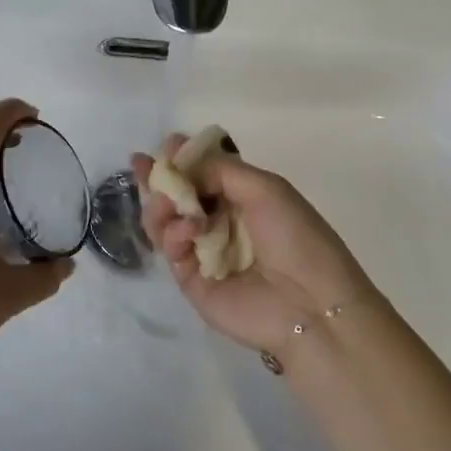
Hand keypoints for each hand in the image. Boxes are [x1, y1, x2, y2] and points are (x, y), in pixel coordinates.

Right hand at [133, 135, 371, 355]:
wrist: (310, 305)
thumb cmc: (295, 238)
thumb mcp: (266, 188)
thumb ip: (220, 168)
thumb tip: (182, 162)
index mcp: (242, 199)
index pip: (203, 174)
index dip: (183, 158)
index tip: (167, 144)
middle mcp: (219, 223)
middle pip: (178, 195)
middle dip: (159, 177)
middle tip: (140, 164)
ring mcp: (202, 251)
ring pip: (165, 220)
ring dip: (161, 204)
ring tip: (166, 202)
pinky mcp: (190, 280)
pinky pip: (170, 248)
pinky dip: (173, 234)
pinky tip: (187, 231)